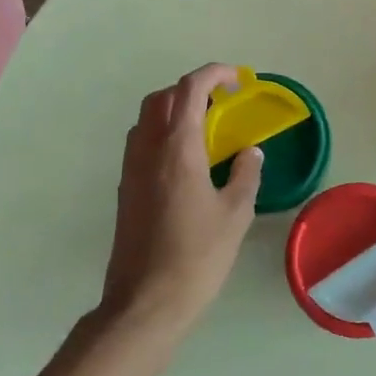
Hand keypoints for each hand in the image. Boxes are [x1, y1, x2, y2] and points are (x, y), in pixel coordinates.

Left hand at [100, 64, 263, 336]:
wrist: (146, 301)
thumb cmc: (197, 256)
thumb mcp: (235, 214)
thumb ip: (246, 174)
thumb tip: (250, 152)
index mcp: (178, 147)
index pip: (190, 89)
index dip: (214, 74)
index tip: (237, 79)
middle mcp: (148, 148)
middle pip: (162, 97)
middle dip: (191, 88)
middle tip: (221, 102)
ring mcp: (131, 168)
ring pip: (147, 118)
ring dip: (173, 109)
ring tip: (205, 128)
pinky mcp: (125, 188)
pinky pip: (141, 142)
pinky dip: (162, 133)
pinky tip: (185, 160)